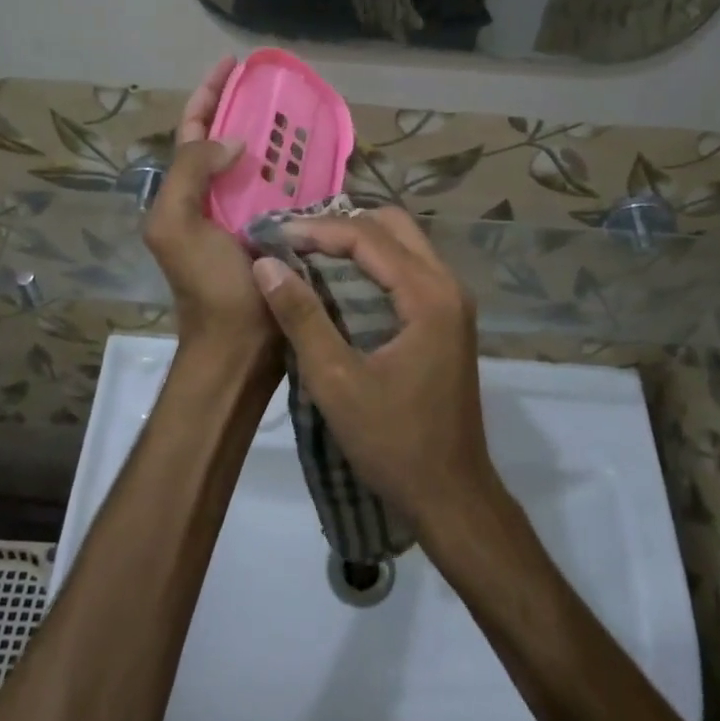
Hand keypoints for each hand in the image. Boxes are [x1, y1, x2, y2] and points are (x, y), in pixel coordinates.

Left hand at [144, 56, 276, 354]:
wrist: (239, 348)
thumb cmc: (207, 286)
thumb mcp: (177, 226)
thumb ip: (191, 174)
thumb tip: (233, 140)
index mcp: (185, 192)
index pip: (194, 129)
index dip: (209, 93)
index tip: (232, 63)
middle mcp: (214, 198)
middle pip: (228, 140)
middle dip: (245, 108)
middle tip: (276, 85)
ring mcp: (247, 215)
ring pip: (261, 164)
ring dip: (277, 137)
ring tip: (304, 113)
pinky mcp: (278, 232)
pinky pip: (289, 191)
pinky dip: (301, 171)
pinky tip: (325, 157)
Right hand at [249, 208, 496, 531]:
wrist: (452, 496)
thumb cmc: (393, 443)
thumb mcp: (336, 382)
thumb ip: (302, 317)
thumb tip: (266, 264)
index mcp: (428, 295)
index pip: (368, 237)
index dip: (317, 230)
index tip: (274, 236)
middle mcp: (448, 286)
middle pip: (394, 226)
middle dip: (341, 224)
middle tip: (294, 239)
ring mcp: (453, 302)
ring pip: (405, 244)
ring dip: (358, 240)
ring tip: (309, 251)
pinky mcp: (448, 319)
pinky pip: (409, 268)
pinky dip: (374, 262)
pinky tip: (339, 279)